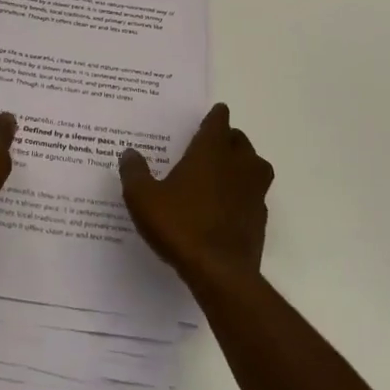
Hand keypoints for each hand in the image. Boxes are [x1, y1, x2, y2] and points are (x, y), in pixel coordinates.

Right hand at [120, 103, 273, 288]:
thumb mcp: (144, 199)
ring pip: (255, 165)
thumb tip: (129, 153)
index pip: (219, 120)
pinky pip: (255, 195)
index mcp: (211, 151)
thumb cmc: (180, 225)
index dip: (214, 116)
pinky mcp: (260, 217)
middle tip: (209, 147)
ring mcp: (254, 190)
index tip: (210, 116)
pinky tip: (228, 206)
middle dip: (227, 139)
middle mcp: (238, 164)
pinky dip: (244, 194)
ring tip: (223, 174)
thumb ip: (135, 173)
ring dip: (243, 164)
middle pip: (240, 140)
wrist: (220, 272)